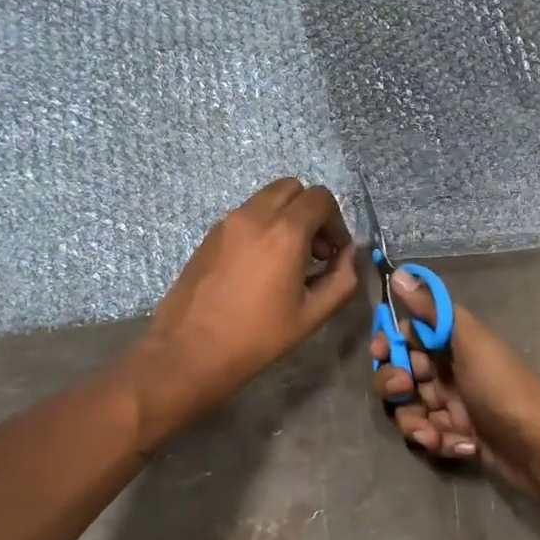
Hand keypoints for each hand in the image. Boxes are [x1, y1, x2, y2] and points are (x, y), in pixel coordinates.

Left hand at [133, 178, 356, 442]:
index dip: (336, 223)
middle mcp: (255, 216)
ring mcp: (227, 223)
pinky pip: (245, 215)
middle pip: (292, 188)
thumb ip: (341, 279)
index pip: (321, 199)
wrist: (191, 351)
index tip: (334, 253)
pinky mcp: (209, 235)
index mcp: (285, 232)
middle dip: (310, 213)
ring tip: (286, 261)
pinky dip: (262, 227)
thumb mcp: (313, 315)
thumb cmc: (257, 337)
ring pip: (266, 199)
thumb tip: (348, 256)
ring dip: (285, 218)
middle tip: (313, 251)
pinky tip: (260, 268)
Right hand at [371, 272, 539, 492]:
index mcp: (453, 344)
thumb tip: (400, 272)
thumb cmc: (504, 388)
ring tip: (433, 434)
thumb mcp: (470, 342)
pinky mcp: (457, 436)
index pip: (407, 336)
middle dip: (394, 386)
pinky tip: (461, 446)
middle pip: (400, 374)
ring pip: (410, 410)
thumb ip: (432, 310)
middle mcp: (449, 371)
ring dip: (415, 423)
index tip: (380, 352)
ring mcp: (453, 406)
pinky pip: (430, 436)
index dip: (388, 343)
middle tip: (406, 391)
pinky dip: (440, 442)